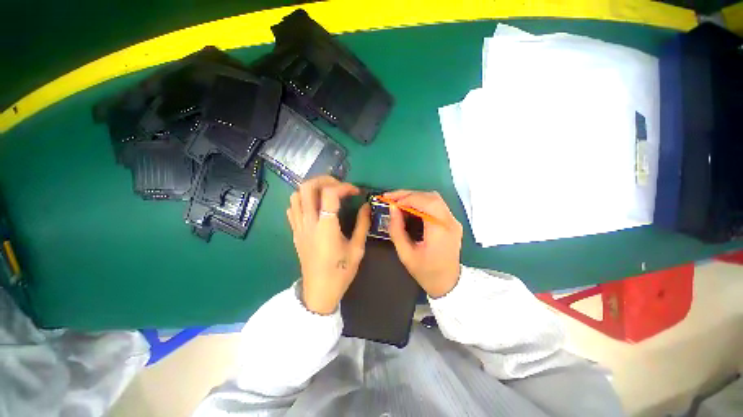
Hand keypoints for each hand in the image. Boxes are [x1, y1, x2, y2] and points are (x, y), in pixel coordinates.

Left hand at [287, 176, 370, 314]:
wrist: (319, 292)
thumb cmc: (340, 272)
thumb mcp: (357, 248)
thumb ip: (362, 224)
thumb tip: (366, 206)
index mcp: (326, 227)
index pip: (330, 193)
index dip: (344, 187)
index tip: (356, 192)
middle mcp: (308, 222)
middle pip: (307, 187)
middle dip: (324, 180)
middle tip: (339, 186)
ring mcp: (298, 227)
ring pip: (296, 195)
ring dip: (312, 188)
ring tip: (327, 193)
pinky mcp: (295, 232)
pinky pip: (292, 208)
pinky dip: (302, 200)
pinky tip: (315, 206)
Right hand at [385, 190, 462, 297]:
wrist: (448, 284)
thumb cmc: (425, 272)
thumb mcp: (405, 254)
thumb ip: (397, 229)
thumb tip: (392, 208)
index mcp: (440, 230)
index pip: (425, 203)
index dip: (406, 198)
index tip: (390, 200)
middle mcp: (450, 221)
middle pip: (431, 197)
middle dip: (409, 194)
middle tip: (392, 198)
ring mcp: (453, 221)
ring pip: (434, 198)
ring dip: (415, 197)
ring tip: (399, 201)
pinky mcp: (452, 222)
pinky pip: (436, 205)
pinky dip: (421, 202)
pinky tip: (410, 207)